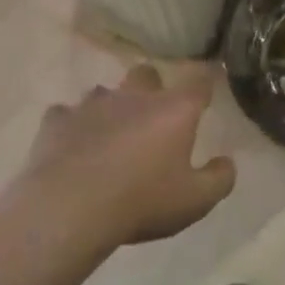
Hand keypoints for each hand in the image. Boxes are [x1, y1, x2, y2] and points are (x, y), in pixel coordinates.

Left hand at [22, 64, 235, 251]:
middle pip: (147, 74)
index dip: (205, 83)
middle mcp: (135, 97)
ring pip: (105, 92)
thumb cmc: (141, 201)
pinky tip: (72, 146)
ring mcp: (92, 105)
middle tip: (152, 116)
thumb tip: (227, 162)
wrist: (68, 210)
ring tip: (110, 135)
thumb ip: (219, 179)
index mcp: (174, 110)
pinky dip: (72, 127)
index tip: (206, 92)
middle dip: (151, 87)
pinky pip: (66, 115)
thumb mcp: (195, 201)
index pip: (199, 81)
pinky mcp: (56, 121)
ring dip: (111, 108)